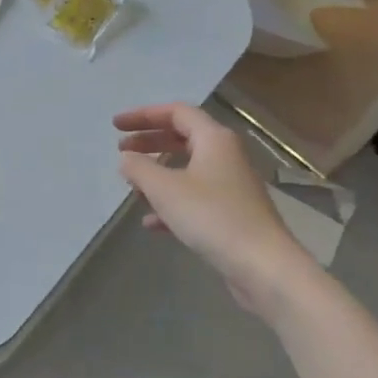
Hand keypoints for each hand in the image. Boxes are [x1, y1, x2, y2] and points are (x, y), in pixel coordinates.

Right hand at [115, 103, 311, 312]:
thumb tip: (126, 158)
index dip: (143, 115)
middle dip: (149, 142)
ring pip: (188, 169)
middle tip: (121, 150)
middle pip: (182, 137)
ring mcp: (230, 185)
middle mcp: (225, 155)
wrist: (262, 265)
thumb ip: (140, 168)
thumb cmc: (212, 217)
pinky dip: (171, 203)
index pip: (176, 112)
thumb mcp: (165, 189)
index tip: (116, 126)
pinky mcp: (231, 214)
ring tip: (133, 186)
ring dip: (158, 174)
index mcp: (214, 139)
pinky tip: (151, 223)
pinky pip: (195, 198)